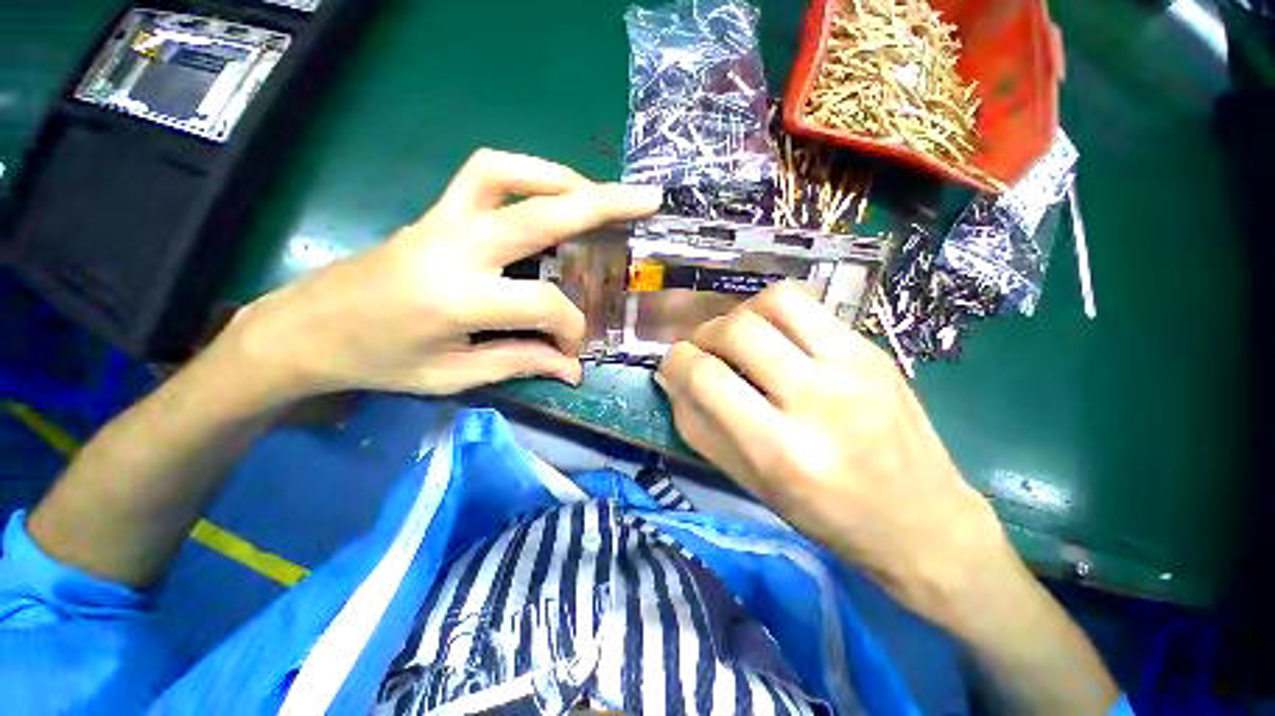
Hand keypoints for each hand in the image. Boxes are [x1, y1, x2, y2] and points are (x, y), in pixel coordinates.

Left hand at [223, 149, 660, 400]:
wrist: (306, 328)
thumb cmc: (378, 362)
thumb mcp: (453, 376)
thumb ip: (521, 363)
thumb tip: (574, 369)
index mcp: (458, 299)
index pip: (543, 303)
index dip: (570, 328)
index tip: (572, 351)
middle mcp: (455, 246)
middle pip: (541, 213)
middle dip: (602, 205)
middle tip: (646, 201)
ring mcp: (442, 219)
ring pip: (508, 173)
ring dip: (561, 178)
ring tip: (597, 195)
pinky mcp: (436, 211)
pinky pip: (485, 173)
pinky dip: (526, 173)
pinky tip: (549, 193)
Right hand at [656, 282, 1010, 625]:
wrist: (924, 524)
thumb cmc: (827, 516)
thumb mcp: (751, 484)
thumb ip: (700, 428)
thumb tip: (672, 379)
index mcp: (782, 450)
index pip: (707, 378)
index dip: (676, 363)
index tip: (674, 366)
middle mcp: (818, 400)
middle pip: (737, 330)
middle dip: (704, 335)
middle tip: (704, 351)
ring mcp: (854, 367)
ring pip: (776, 301)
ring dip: (741, 314)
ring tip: (739, 338)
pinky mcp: (874, 350)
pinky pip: (809, 307)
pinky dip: (775, 313)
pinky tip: (775, 337)